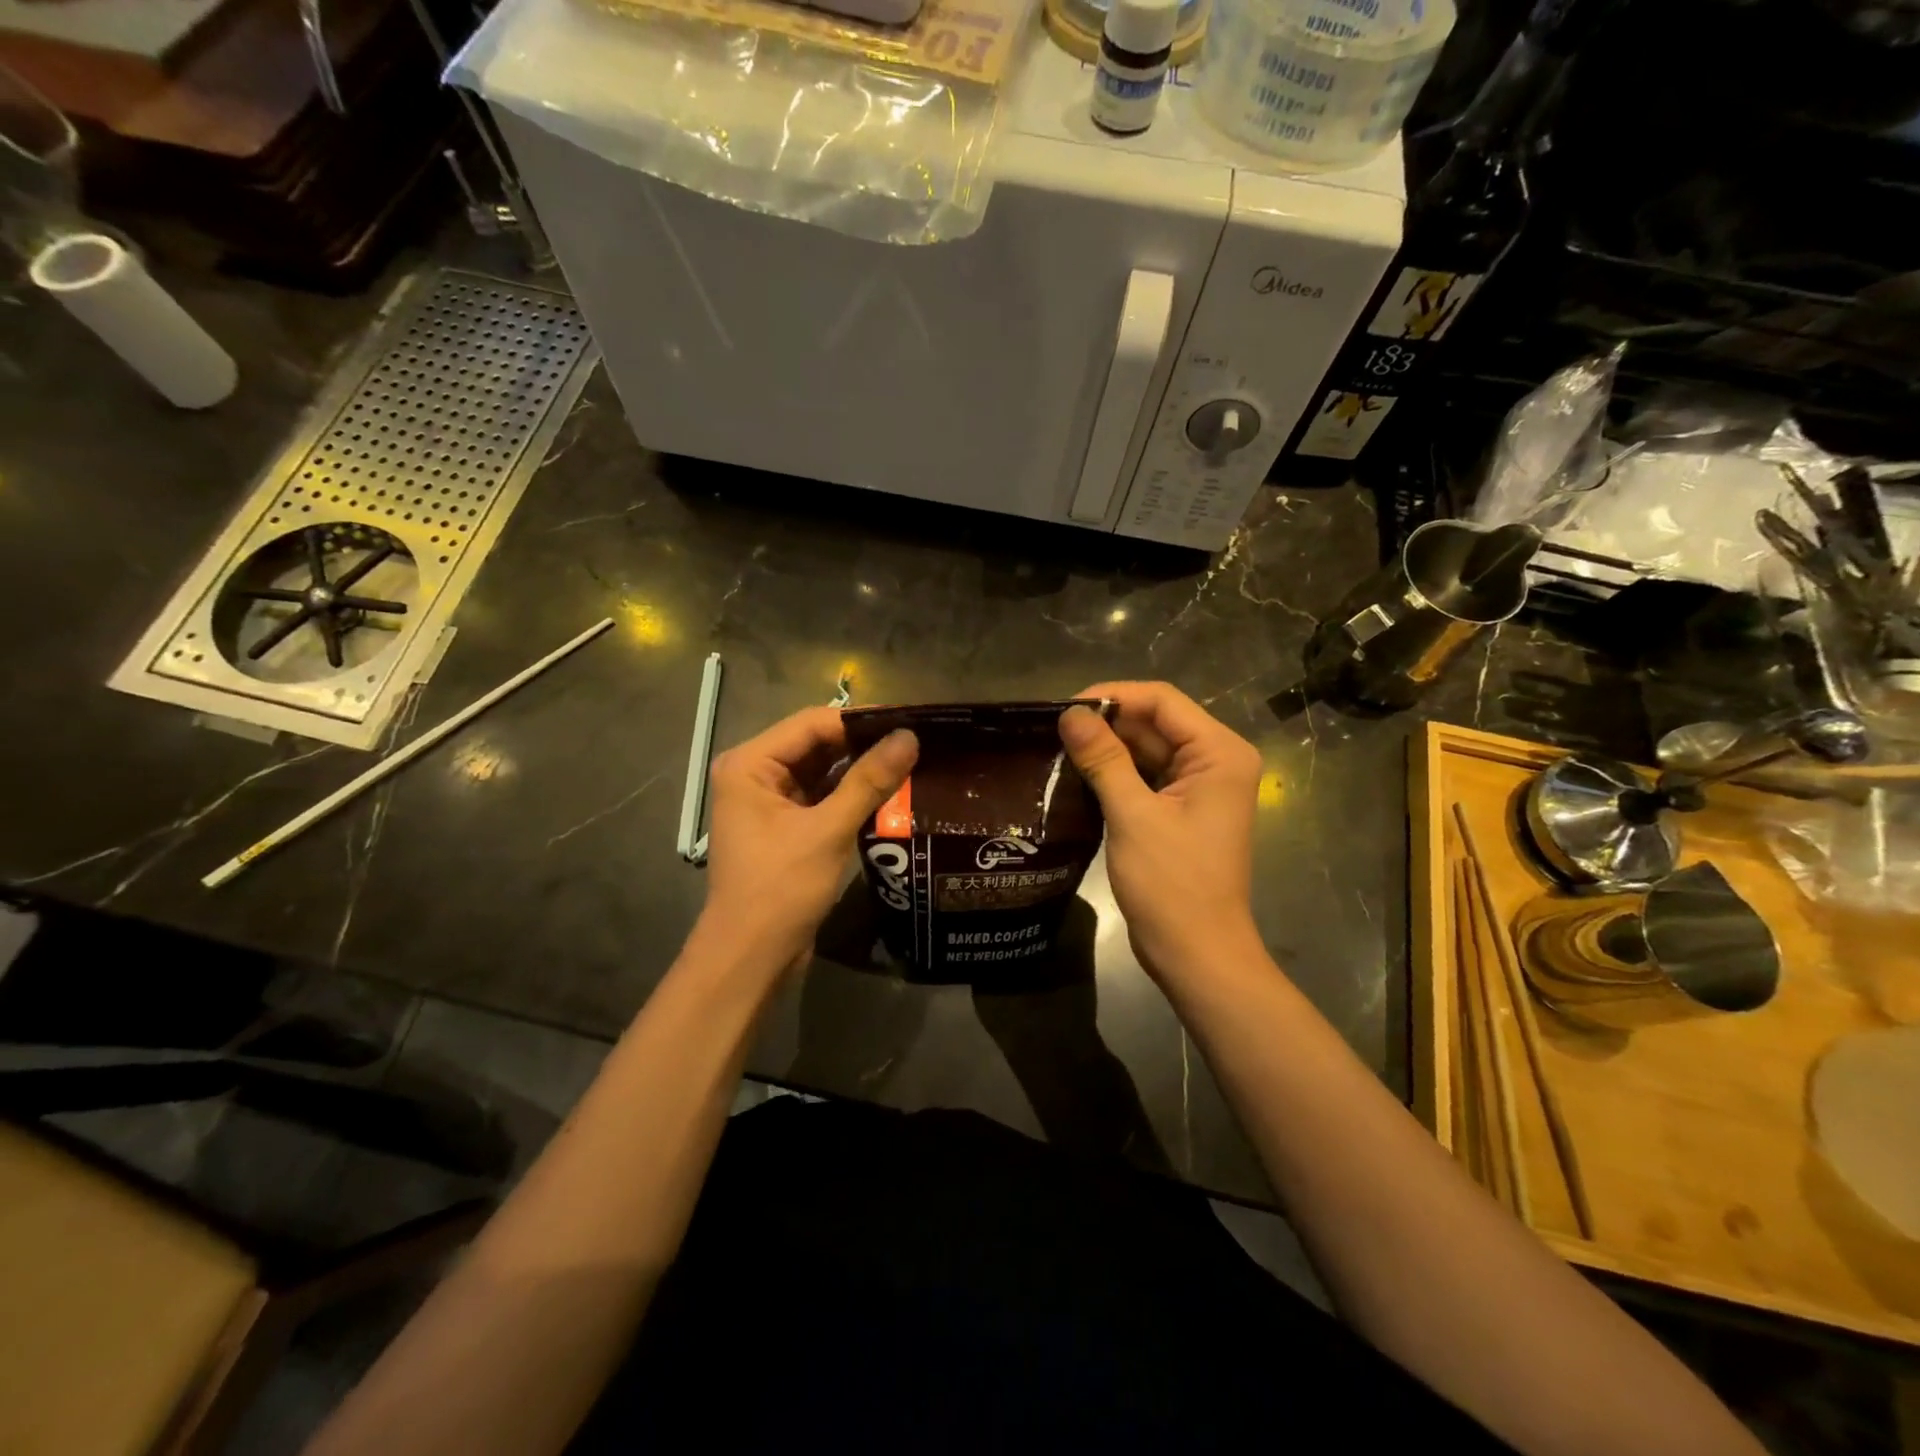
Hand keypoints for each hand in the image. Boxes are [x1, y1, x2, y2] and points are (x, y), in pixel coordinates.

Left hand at [702, 706, 918, 968]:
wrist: (750, 958)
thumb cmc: (780, 889)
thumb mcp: (828, 831)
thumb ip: (869, 780)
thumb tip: (910, 737)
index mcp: (750, 764)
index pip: (812, 724)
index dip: (860, 720)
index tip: (909, 721)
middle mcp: (755, 774)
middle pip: (817, 744)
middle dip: (864, 744)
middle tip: (917, 741)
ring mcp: (769, 802)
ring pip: (823, 771)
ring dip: (861, 770)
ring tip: (912, 762)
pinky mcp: (785, 827)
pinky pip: (822, 797)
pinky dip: (852, 795)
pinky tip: (890, 793)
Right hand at [1059, 683, 1262, 977]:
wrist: (1197, 954)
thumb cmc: (1172, 884)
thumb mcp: (1133, 815)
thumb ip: (1103, 759)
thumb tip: (1070, 714)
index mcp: (1219, 753)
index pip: (1162, 701)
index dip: (1112, 696)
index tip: (1064, 708)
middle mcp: (1215, 762)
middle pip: (1155, 723)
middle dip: (1106, 724)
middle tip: (1052, 730)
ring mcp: (1199, 788)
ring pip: (1147, 750)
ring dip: (1107, 749)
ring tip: (1057, 748)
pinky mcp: (1181, 811)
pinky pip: (1146, 777)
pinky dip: (1115, 774)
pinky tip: (1077, 775)